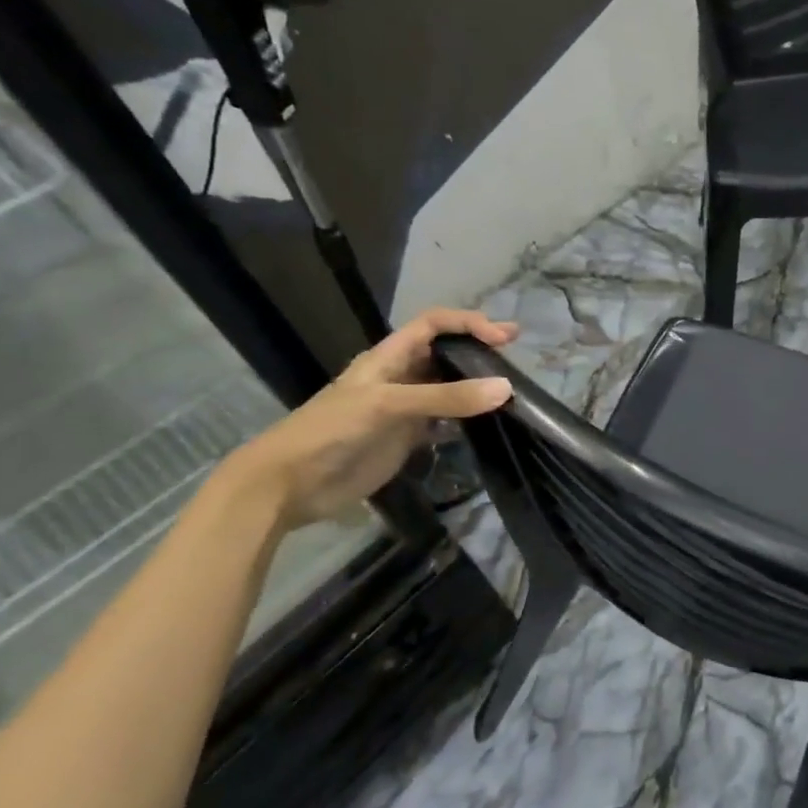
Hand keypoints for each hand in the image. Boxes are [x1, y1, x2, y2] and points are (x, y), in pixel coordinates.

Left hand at [223, 308, 517, 529]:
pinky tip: (487, 426)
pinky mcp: (407, 439)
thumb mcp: (388, 405)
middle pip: (445, 353)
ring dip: (476, 387)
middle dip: (478, 351)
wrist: (291, 484)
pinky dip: (467, 421)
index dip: (468, 323)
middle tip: (517, 359)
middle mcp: (400, 378)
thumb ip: (446, 397)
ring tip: (510, 392)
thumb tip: (506, 388)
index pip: (434, 325)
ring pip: (448, 389)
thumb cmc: (332, 431)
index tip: (504, 337)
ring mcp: (404, 410)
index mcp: (388, 358)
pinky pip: (445, 423)